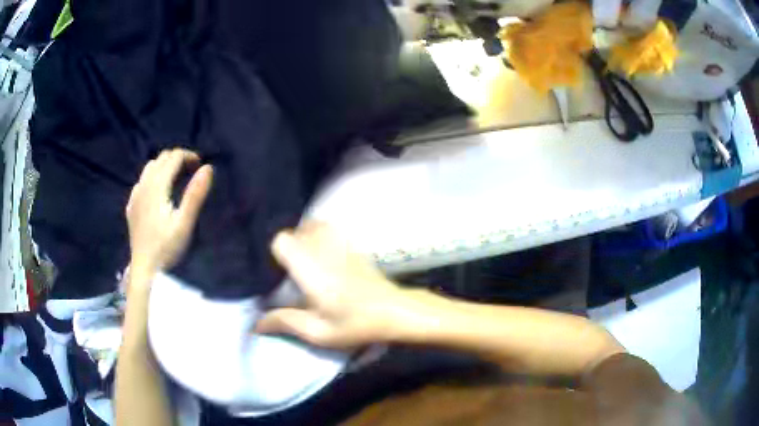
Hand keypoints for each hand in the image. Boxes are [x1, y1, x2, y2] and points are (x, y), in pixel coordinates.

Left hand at [126, 149, 212, 277]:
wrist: (145, 270)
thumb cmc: (166, 249)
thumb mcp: (185, 223)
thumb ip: (195, 194)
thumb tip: (208, 168)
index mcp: (157, 186)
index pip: (173, 157)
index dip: (189, 156)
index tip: (201, 166)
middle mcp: (143, 185)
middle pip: (161, 158)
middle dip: (178, 159)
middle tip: (192, 172)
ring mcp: (135, 196)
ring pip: (150, 168)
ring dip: (164, 167)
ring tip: (177, 179)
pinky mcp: (131, 207)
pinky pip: (142, 182)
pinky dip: (153, 178)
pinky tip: (158, 193)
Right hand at [256, 222, 413, 348]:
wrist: (395, 311)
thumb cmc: (356, 324)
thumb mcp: (318, 332)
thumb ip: (285, 323)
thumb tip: (255, 324)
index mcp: (311, 269)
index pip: (282, 240)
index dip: (275, 253)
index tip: (278, 272)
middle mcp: (324, 249)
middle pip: (295, 230)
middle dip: (288, 246)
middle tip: (290, 270)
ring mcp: (341, 243)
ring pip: (313, 224)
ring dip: (304, 237)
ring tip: (306, 260)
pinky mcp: (353, 245)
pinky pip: (330, 228)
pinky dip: (320, 234)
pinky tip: (324, 255)